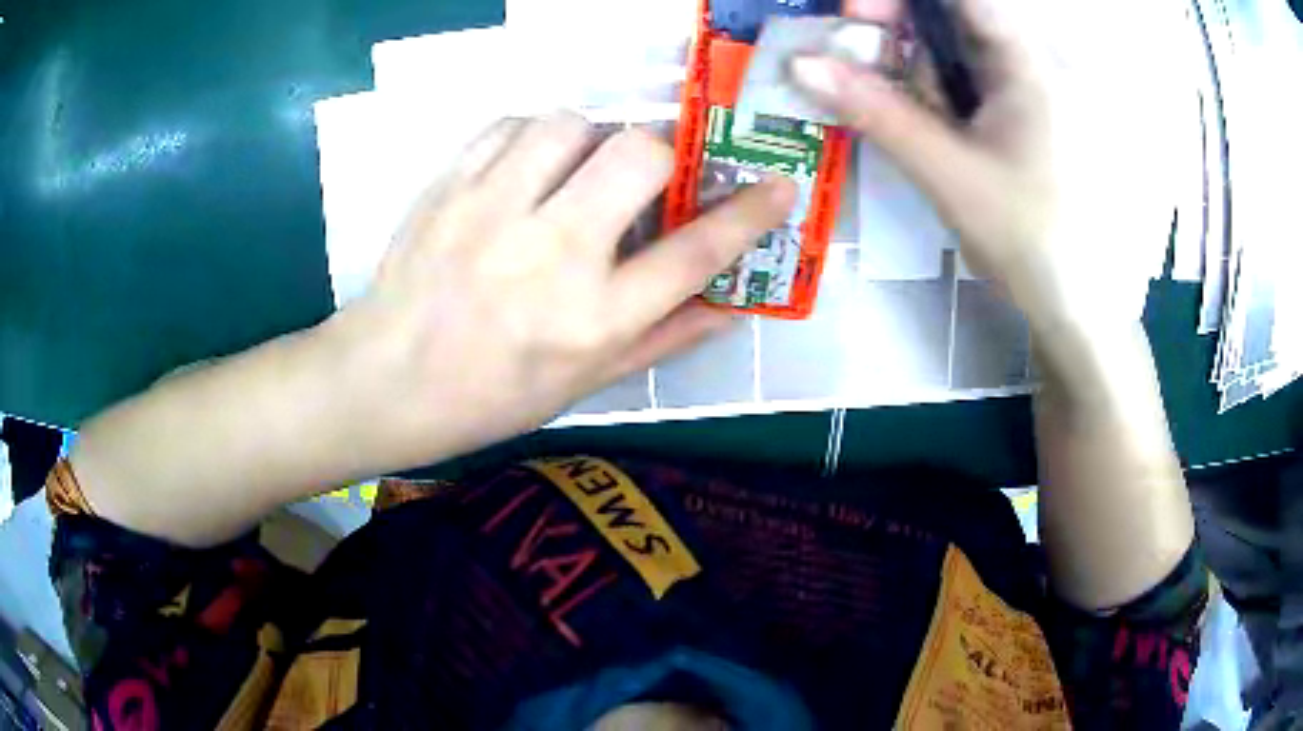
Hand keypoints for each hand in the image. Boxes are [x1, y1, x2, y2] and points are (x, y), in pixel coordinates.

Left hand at [330, 113, 795, 469]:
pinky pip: (512, 124)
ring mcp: (493, 211)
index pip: (696, 251)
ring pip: (572, 123)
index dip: (750, 211)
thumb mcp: (588, 382)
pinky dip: (534, 135)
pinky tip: (528, 166)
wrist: (388, 380)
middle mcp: (551, 254)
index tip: (777, 184)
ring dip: (592, 137)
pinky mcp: (450, 185)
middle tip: (645, 176)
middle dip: (662, 154)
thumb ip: (667, 338)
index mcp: (593, 318)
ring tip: (577, 168)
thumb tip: (735, 304)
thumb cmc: (493, 394)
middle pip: (640, 155)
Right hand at [790, 0, 1180, 347]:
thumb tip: (800, 66)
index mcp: (1028, 64)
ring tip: (883, 95)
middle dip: (898, 26)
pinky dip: (934, 88)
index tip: (856, 16)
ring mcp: (1029, 90)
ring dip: (911, 61)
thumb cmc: (1027, 239)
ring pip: (956, 47)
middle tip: (852, 50)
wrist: (1074, 305)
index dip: (900, 0)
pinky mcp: (1022, 115)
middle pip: (954, 16)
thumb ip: (875, 112)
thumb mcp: (946, 172)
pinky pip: (969, 79)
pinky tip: (918, 114)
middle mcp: (1032, 63)